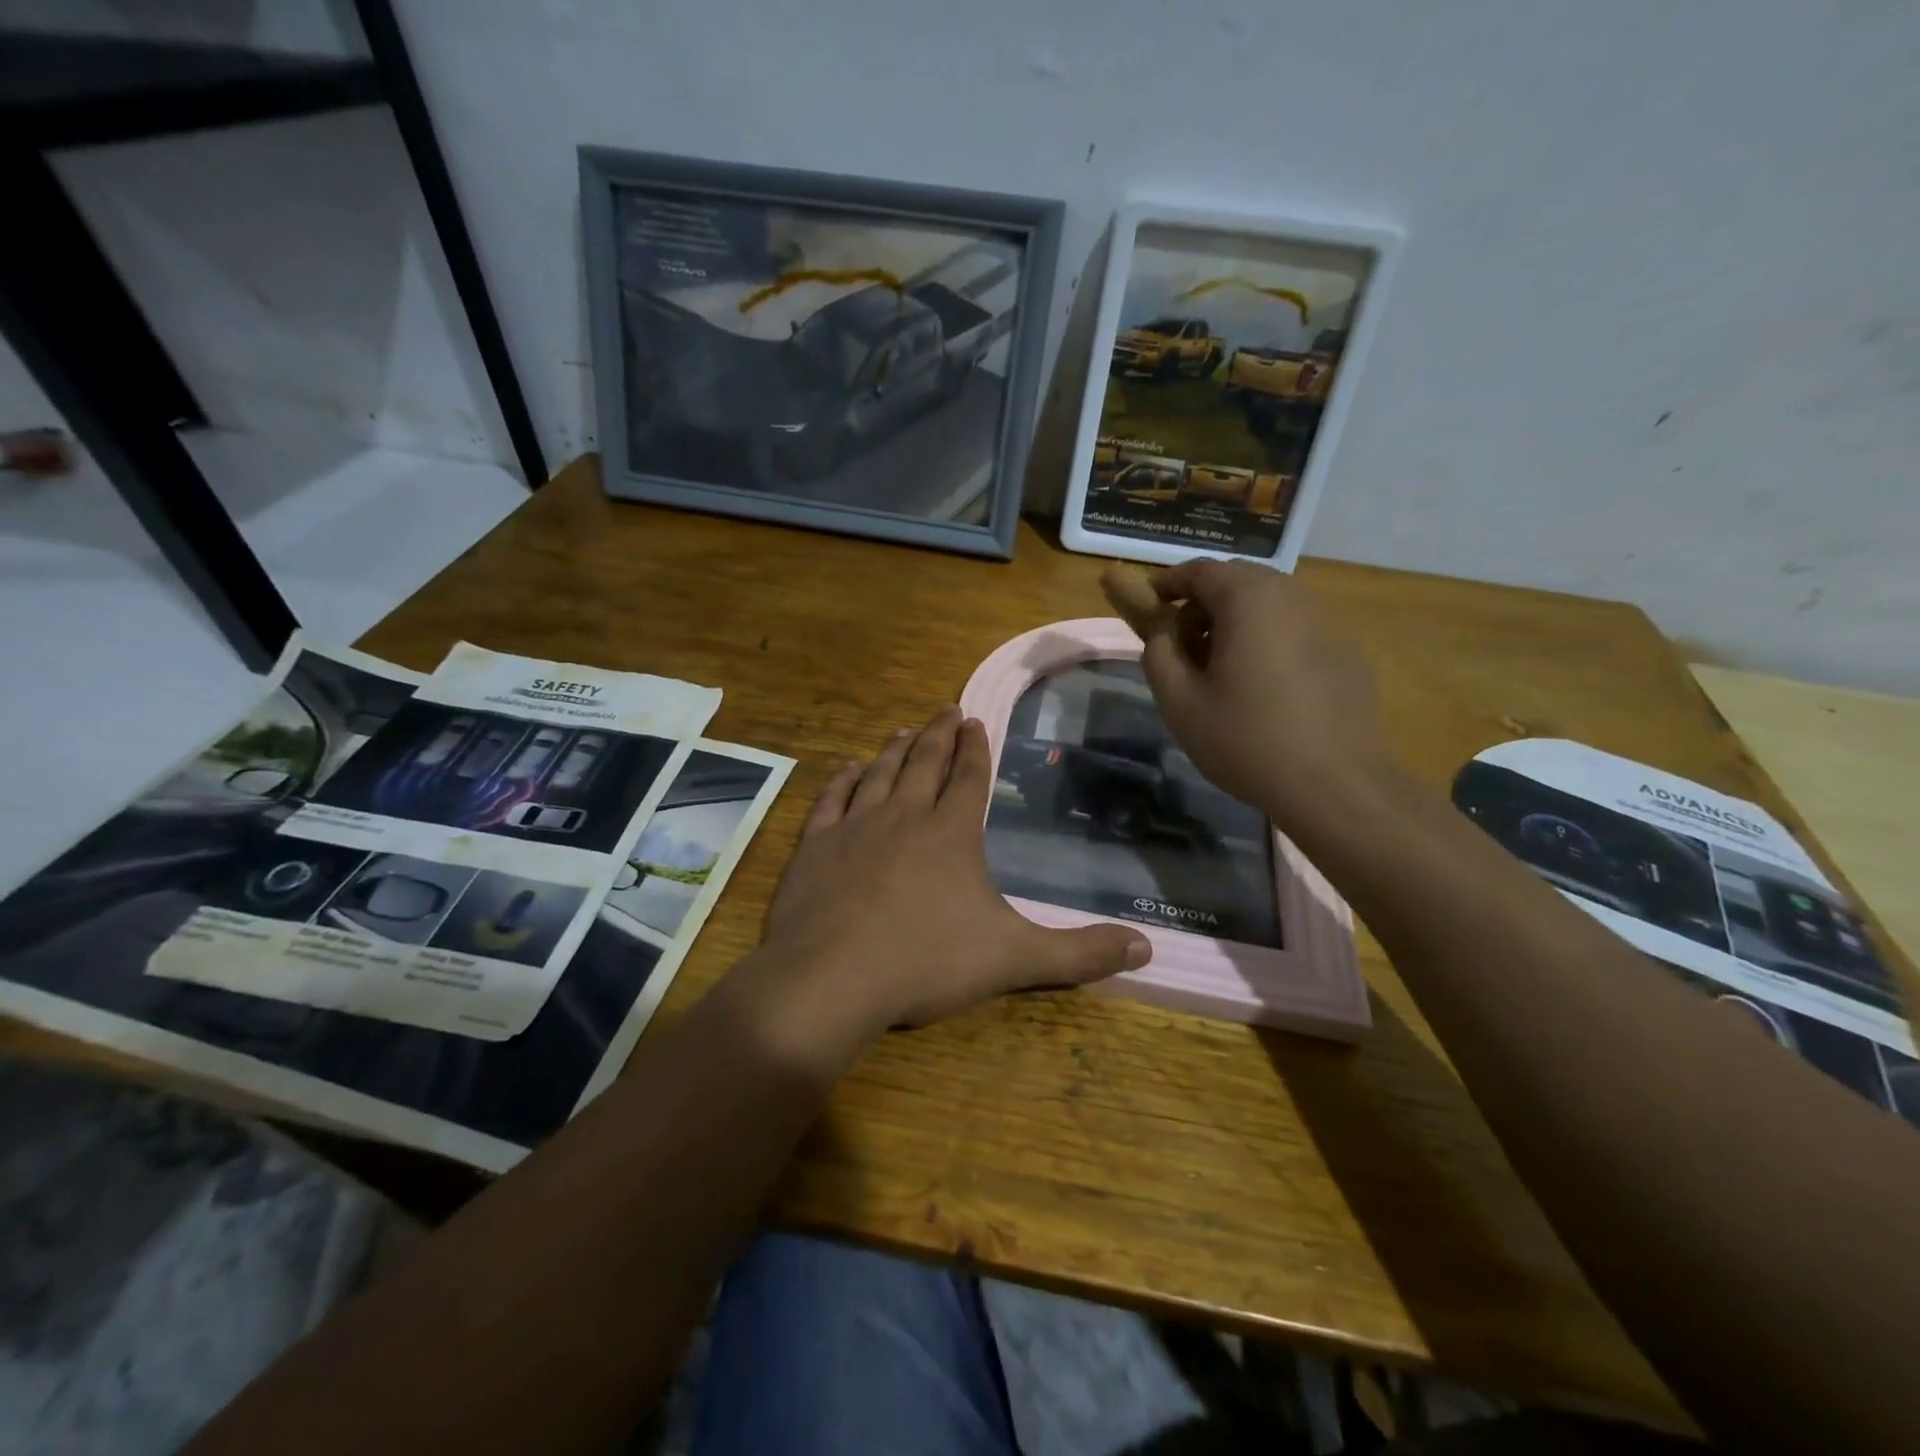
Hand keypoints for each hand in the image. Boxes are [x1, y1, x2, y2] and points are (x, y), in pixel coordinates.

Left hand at [757, 707, 1149, 1038]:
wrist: (830, 979)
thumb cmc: (926, 962)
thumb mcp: (1014, 960)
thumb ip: (1079, 953)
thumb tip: (1146, 947)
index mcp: (951, 833)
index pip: (969, 779)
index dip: (976, 750)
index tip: (976, 721)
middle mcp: (904, 817)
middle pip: (924, 764)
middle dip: (939, 735)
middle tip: (946, 709)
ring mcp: (854, 828)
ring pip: (879, 774)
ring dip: (895, 750)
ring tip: (905, 730)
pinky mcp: (814, 847)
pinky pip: (831, 801)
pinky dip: (843, 781)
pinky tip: (849, 769)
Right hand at [1138, 559, 1396, 824]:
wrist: (1336, 785)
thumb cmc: (1246, 740)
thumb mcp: (1180, 702)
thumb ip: (1158, 653)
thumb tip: (1162, 630)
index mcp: (1248, 600)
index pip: (1199, 570)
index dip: (1167, 584)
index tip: (1148, 604)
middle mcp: (1291, 596)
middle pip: (1237, 582)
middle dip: (1202, 603)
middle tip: (1181, 643)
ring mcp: (1326, 622)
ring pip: (1268, 605)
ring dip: (1236, 622)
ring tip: (1220, 669)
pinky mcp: (1346, 651)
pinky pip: (1294, 630)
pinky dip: (1268, 641)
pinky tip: (1263, 689)